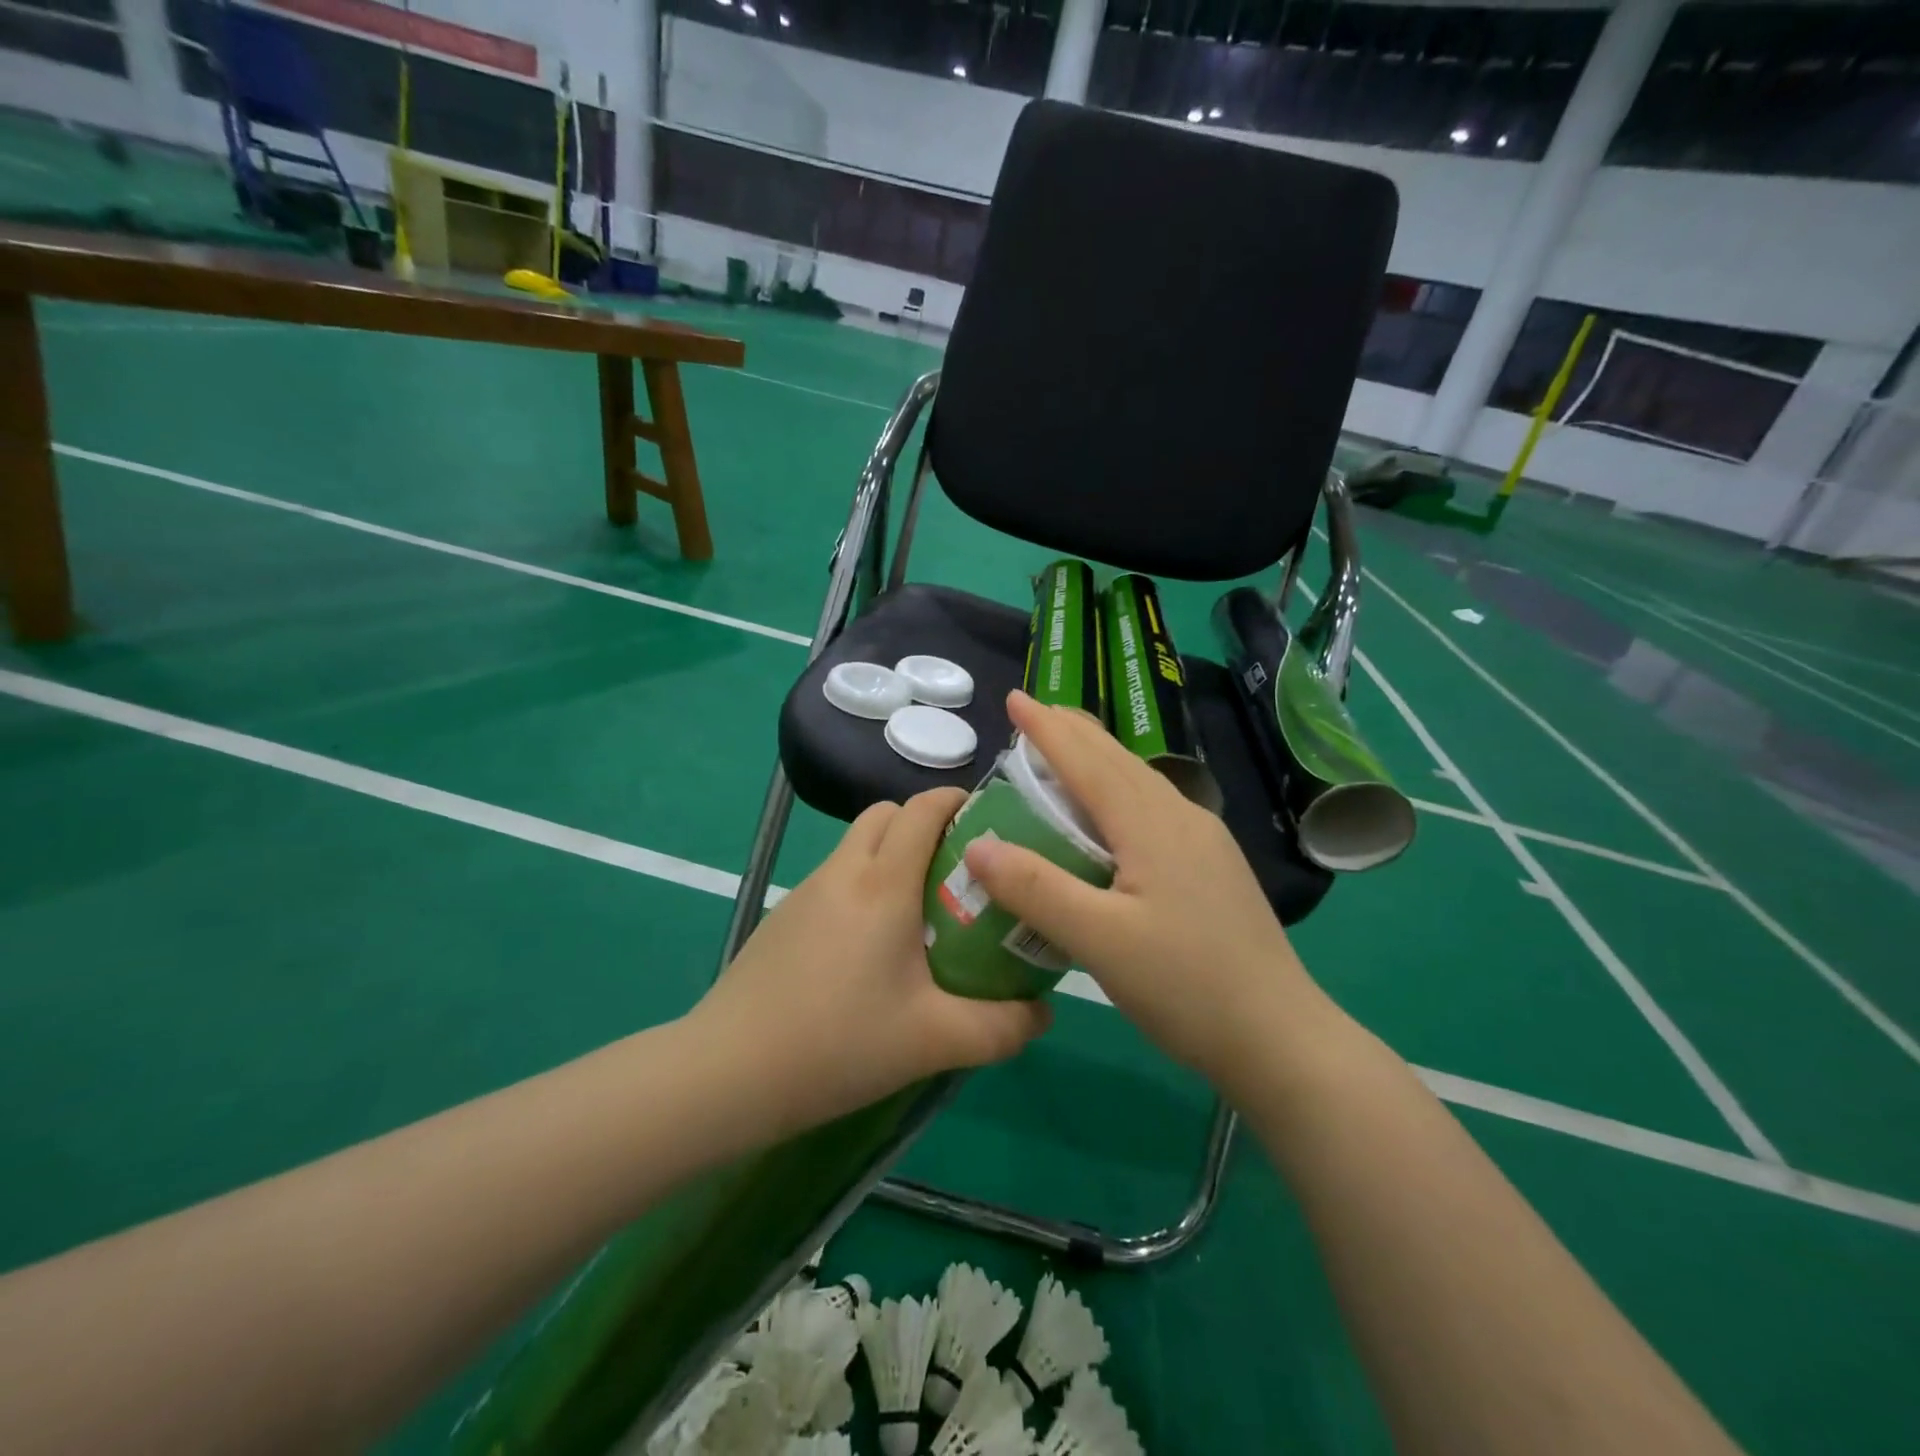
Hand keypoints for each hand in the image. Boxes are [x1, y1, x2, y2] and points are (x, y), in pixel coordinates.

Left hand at [690, 788, 1051, 1134]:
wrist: (727, 1072)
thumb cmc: (838, 1043)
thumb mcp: (935, 1041)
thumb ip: (1001, 1028)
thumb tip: (1044, 1014)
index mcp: (882, 883)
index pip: (922, 808)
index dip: (957, 800)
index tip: (991, 820)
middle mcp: (842, 872)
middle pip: (886, 813)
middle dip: (924, 823)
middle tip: (959, 870)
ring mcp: (806, 892)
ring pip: (856, 845)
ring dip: (892, 855)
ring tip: (923, 912)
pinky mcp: (784, 918)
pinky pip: (835, 879)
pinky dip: (864, 886)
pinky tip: (872, 949)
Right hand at [964, 691, 1337, 1090]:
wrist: (1281, 1037)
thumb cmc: (1186, 987)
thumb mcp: (1099, 942)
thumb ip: (1036, 889)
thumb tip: (977, 845)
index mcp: (1152, 824)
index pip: (1088, 760)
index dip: (1047, 728)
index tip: (1014, 698)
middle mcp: (1181, 818)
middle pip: (1118, 760)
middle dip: (1073, 732)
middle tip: (1032, 715)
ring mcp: (1204, 842)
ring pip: (1140, 782)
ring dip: (1097, 760)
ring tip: (1064, 753)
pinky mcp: (1212, 867)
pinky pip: (1153, 808)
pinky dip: (1117, 792)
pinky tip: (1110, 816)